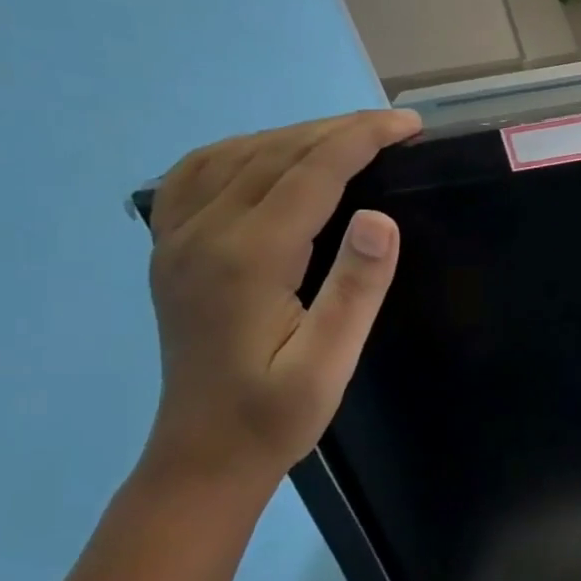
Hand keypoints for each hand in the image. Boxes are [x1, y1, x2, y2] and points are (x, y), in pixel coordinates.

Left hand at [140, 109, 421, 493]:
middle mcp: (203, 235)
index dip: (361, 139)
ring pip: (232, 156)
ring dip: (292, 135)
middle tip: (393, 126)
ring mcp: (177, 241)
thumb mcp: (330, 363)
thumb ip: (355, 289)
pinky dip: (241, 151)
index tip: (408, 125)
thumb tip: (380, 217)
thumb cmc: (276, 415)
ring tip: (345, 137)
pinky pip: (197, 176)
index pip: (310, 173)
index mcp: (247, 259)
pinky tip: (268, 158)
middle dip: (336, 129)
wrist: (203, 456)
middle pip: (272, 154)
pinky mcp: (171, 253)